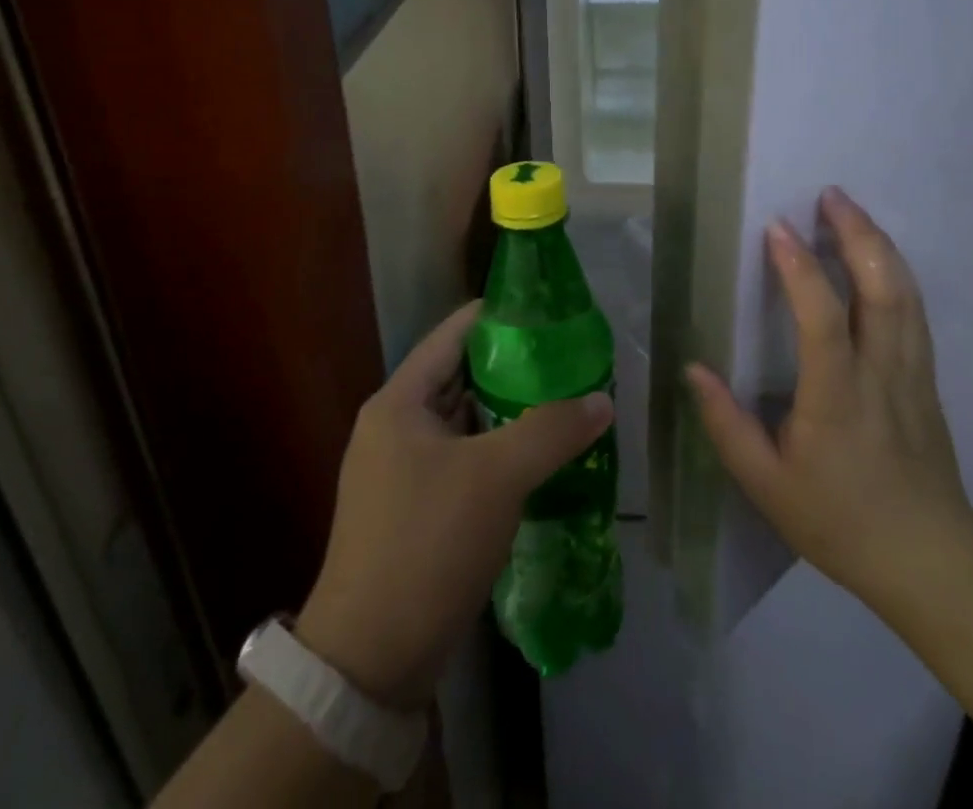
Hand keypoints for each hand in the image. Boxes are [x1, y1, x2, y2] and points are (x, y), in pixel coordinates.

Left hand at [296, 302, 612, 709]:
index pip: (453, 334)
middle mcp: (395, 427)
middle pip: (461, 377)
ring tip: (564, 401)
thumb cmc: (427, 545)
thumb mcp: (495, 477)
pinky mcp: (416, 509)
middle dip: (513, 367)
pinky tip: (540, 458)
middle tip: (568, 359)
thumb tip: (601, 399)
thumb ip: (551, 430)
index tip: (548, 311)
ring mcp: (402, 471)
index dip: (499, 316)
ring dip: (509, 413)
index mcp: (399, 402)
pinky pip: (465, 460)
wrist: (370, 662)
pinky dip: (500, 452)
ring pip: (466, 422)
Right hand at [686, 186, 972, 597]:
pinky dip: (895, 271)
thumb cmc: (839, 521)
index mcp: (837, 396)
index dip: (799, 268)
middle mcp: (880, 371)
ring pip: (904, 292)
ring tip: (850, 210)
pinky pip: (913, 310)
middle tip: (830, 194)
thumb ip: (726, 425)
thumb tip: (693, 368)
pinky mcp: (926, 377)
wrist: (930, 558)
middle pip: (881, 287)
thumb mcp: (767, 484)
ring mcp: (912, 371)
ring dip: (878, 243)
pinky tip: (878, 257)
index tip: (777, 227)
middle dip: (857, 233)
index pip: (822, 317)